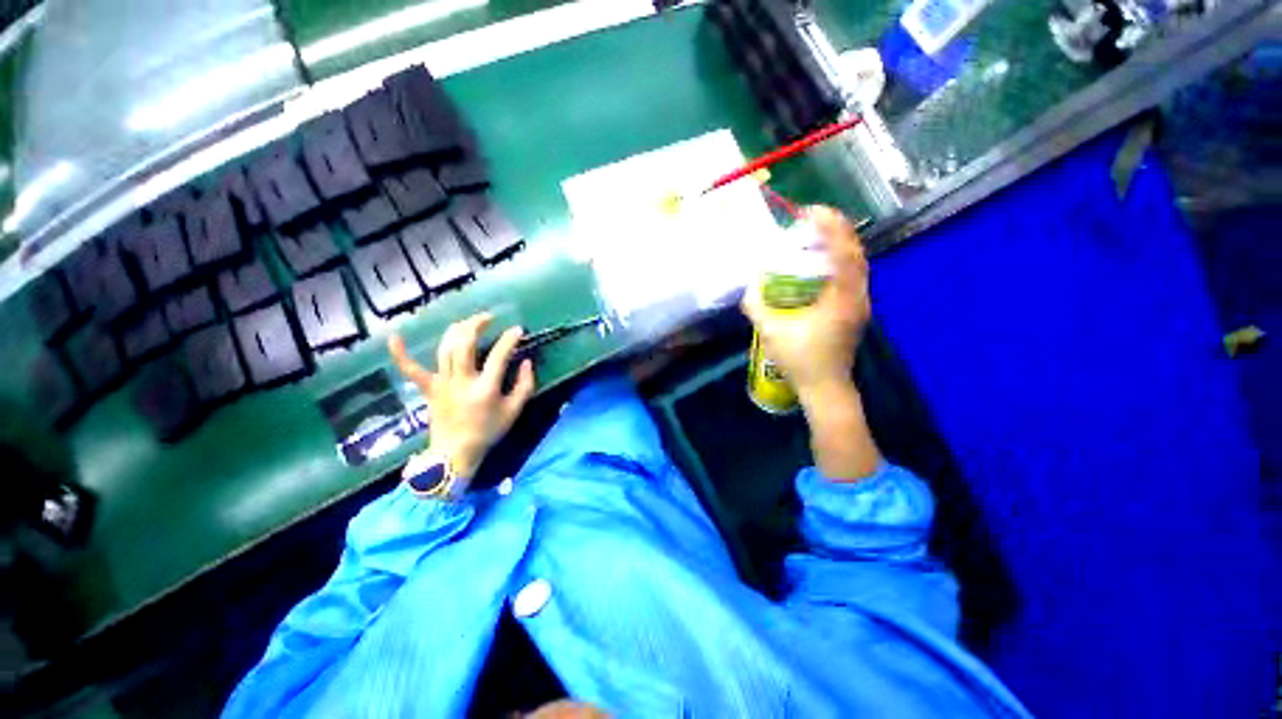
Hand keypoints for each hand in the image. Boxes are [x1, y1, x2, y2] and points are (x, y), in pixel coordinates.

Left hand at [388, 313, 535, 483]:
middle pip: (465, 344)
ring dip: (456, 330)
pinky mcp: (428, 389)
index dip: (509, 339)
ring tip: (468, 322)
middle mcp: (462, 381)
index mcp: (486, 388)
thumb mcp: (515, 411)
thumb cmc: (488, 431)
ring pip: (445, 348)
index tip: (517, 330)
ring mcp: (441, 383)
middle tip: (488, 318)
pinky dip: (401, 353)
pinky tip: (395, 336)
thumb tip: (527, 361)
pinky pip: (411, 369)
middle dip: (476, 324)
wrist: (455, 453)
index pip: (499, 355)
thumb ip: (525, 385)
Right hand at [741, 206, 871, 402]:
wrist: (825, 387)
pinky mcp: (856, 310)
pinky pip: (853, 275)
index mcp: (841, 299)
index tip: (812, 211)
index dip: (831, 228)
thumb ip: (756, 306)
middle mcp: (858, 296)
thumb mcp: (772, 332)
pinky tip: (823, 262)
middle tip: (814, 217)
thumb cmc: (800, 360)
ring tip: (818, 233)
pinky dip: (841, 260)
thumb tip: (747, 285)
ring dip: (840, 244)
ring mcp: (861, 303)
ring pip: (858, 264)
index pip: (843, 253)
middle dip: (837, 230)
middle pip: (856, 252)